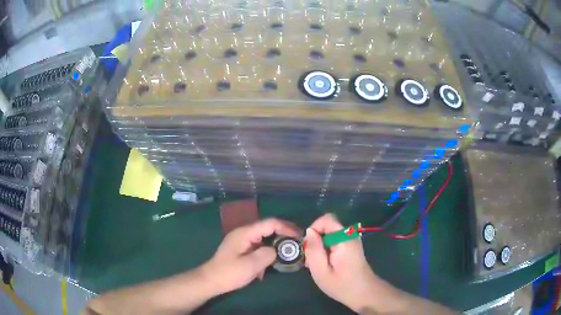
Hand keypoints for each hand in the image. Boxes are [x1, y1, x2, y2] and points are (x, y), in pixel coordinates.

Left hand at [202, 218, 299, 294]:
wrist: (211, 280)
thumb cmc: (229, 273)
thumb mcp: (250, 266)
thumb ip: (267, 255)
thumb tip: (276, 250)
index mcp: (245, 233)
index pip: (270, 223)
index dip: (286, 227)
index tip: (299, 236)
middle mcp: (244, 233)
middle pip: (268, 227)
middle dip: (284, 233)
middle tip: (298, 242)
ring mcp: (243, 240)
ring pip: (265, 236)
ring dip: (277, 242)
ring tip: (290, 250)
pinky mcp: (242, 249)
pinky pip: (260, 245)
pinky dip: (269, 249)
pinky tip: (274, 260)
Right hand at [304, 214, 400, 312]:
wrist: (364, 293)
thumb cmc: (341, 285)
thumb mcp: (320, 271)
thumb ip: (313, 249)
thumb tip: (309, 231)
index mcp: (343, 238)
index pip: (326, 219)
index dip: (314, 229)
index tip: (309, 248)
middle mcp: (350, 235)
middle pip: (327, 226)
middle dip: (316, 240)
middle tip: (312, 261)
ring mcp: (352, 240)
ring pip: (330, 234)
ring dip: (320, 246)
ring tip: (318, 265)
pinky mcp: (352, 246)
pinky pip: (335, 240)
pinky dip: (327, 249)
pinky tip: (326, 265)